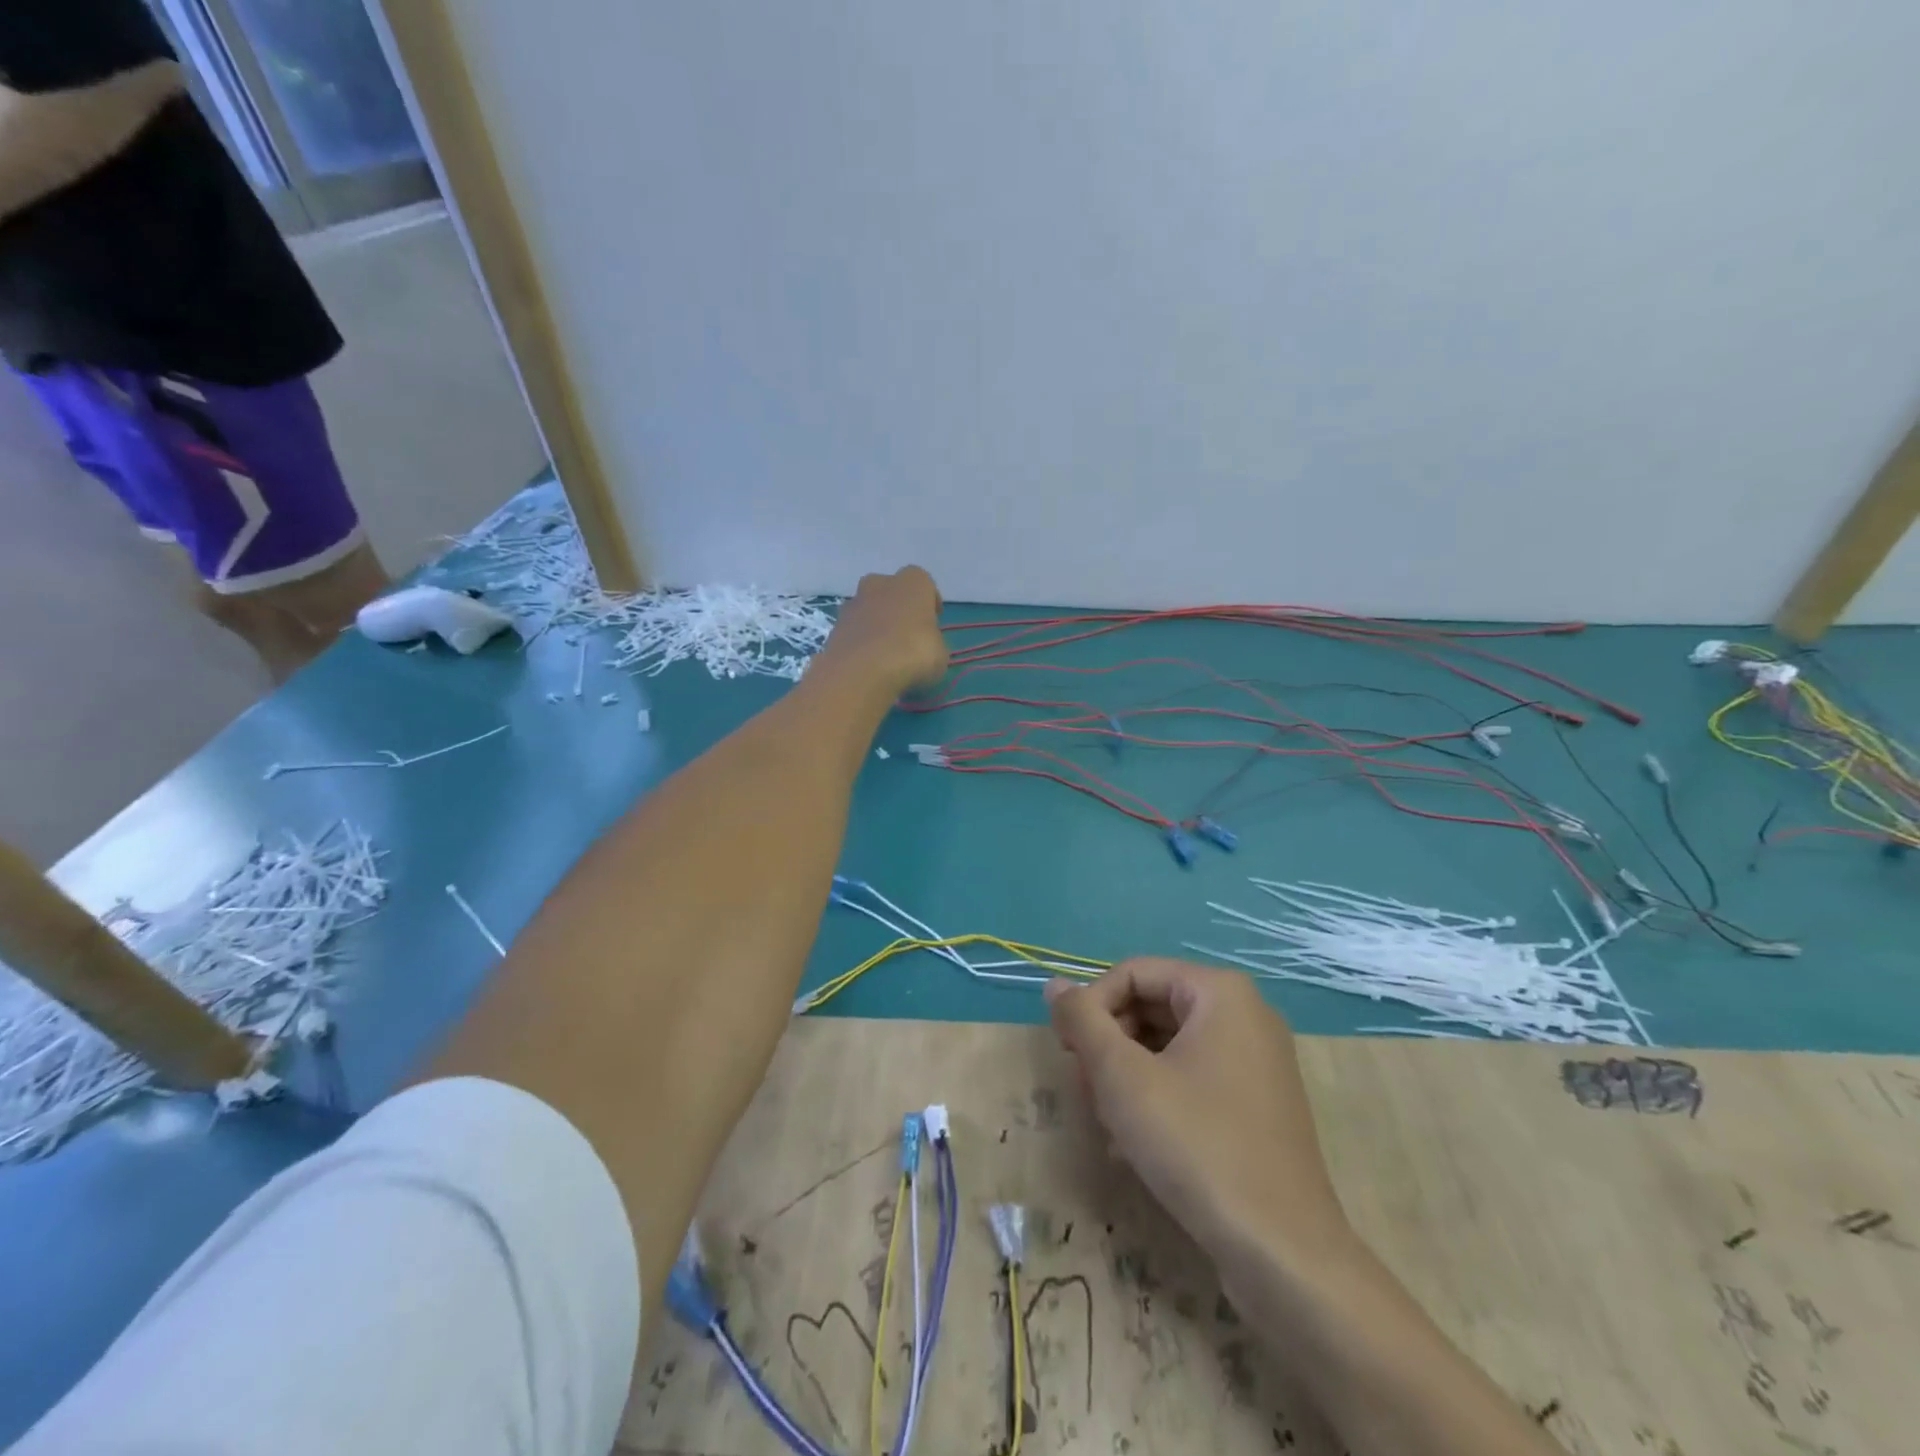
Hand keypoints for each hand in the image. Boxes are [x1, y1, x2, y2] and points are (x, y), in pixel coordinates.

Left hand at [815, 567, 947, 698]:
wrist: (861, 672)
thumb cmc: (912, 654)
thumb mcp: (941, 654)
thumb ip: (933, 643)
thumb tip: (927, 647)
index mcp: (912, 583)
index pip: (925, 583)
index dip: (930, 602)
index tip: (934, 621)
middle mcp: (880, 584)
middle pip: (891, 590)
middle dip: (899, 608)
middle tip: (907, 633)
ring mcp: (853, 603)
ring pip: (869, 609)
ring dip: (877, 625)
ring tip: (886, 653)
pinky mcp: (834, 626)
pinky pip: (854, 631)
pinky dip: (861, 642)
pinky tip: (868, 664)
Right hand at [1046, 959, 1353, 1267]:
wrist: (1283, 1253)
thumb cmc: (1196, 1145)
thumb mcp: (1122, 1077)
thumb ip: (1083, 1021)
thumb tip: (1055, 984)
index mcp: (1220, 992)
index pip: (1132, 973)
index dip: (1091, 1007)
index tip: (1068, 1053)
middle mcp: (1245, 1015)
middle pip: (1152, 1006)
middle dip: (1109, 1045)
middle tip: (1085, 1090)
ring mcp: (1256, 1062)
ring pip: (1169, 1046)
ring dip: (1127, 1075)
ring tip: (1106, 1121)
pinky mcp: (1257, 1105)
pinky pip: (1193, 1078)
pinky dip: (1158, 1097)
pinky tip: (1133, 1143)